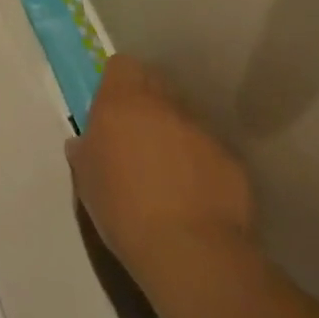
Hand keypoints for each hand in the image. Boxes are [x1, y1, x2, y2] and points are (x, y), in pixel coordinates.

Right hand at [65, 55, 254, 280]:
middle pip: (157, 86)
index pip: (122, 65)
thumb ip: (85, 150)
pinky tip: (197, 198)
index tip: (112, 107)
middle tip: (138, 138)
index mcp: (122, 100)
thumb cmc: (122, 206)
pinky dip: (204, 166)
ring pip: (186, 120)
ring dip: (177, 135)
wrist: (190, 252)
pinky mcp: (234, 163)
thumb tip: (85, 144)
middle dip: (149, 105)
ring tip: (171, 174)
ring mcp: (203, 132)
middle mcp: (164, 104)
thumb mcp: (86, 178)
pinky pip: (212, 153)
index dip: (117, 82)